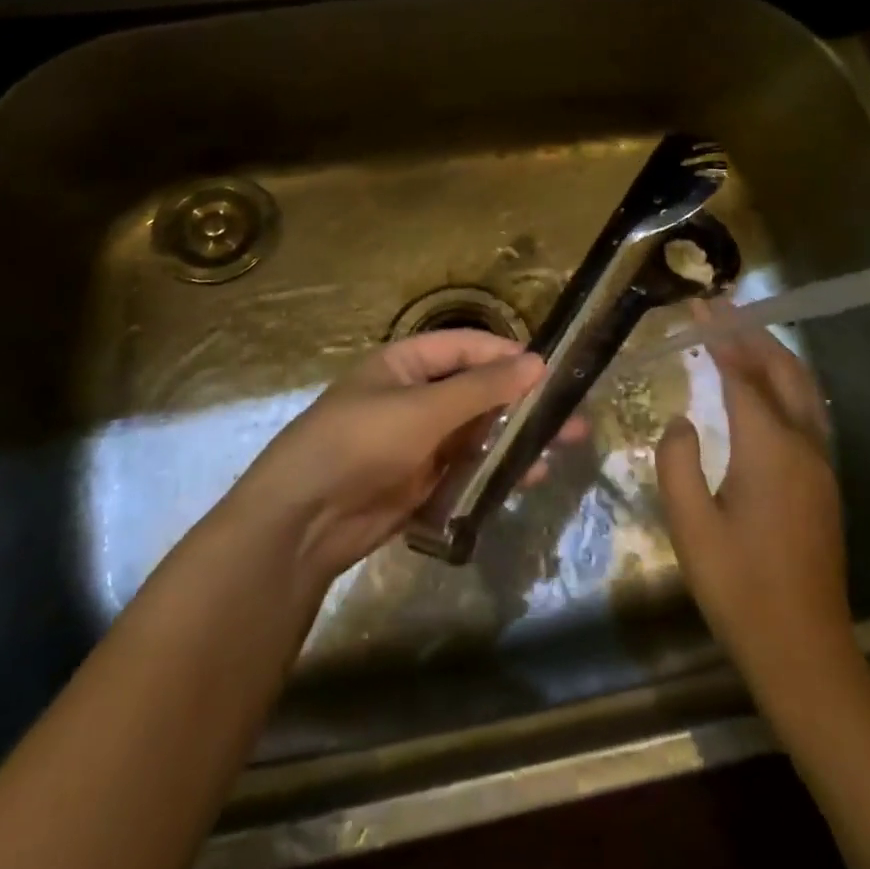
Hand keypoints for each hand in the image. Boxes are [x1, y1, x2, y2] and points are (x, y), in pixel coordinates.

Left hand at [229, 330, 545, 582]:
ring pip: (477, 432)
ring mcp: (418, 442)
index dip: (505, 354)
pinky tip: (529, 476)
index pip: (464, 346)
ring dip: (515, 437)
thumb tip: (537, 362)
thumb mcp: (424, 409)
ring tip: (562, 445)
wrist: (301, 521)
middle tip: (569, 413)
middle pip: (476, 390)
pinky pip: (467, 468)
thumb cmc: (360, 443)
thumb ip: (482, 388)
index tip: (548, 368)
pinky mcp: (421, 482)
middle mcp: (414, 397)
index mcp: (405, 364)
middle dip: (520, 401)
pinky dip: (496, 469)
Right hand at [656, 305, 856, 697]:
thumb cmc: (738, 586)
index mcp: (769, 449)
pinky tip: (765, 389)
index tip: (700, 309)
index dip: (722, 339)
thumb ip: (677, 463)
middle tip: (723, 310)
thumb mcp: (690, 527)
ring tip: (742, 336)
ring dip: (774, 356)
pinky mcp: (825, 483)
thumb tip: (681, 420)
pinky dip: (784, 384)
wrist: (803, 648)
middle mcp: (803, 446)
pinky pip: (808, 412)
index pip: (743, 376)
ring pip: (803, 390)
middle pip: (784, 372)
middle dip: (754, 335)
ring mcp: (821, 464)